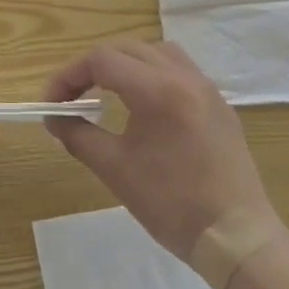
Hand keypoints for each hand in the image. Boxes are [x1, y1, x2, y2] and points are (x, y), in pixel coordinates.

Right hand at [43, 39, 279, 260]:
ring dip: (124, 64)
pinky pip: (179, 70)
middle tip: (71, 97)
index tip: (51, 105)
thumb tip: (54, 118)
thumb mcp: (114, 169)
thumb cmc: (171, 203)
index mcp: (158, 91)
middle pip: (126, 49)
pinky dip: (151, 75)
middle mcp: (184, 77)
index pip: (101, 60)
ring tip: (105, 91)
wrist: (237, 238)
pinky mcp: (218, 105)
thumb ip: (77, 135)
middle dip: (91, 68)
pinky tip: (142, 104)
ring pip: (155, 52)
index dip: (67, 77)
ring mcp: (206, 89)